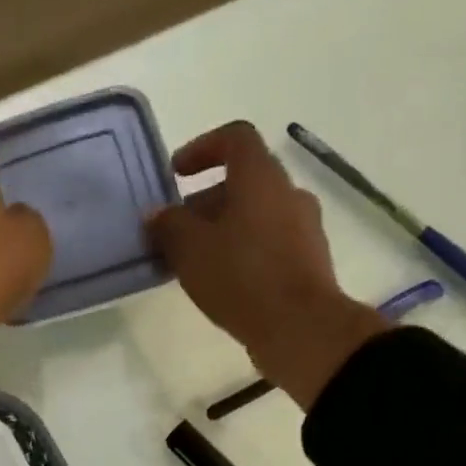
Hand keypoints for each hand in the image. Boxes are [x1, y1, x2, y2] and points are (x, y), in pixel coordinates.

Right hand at [146, 121, 387, 409]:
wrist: (300, 327)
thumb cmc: (241, 277)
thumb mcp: (190, 250)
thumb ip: (169, 225)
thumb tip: (157, 214)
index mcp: (261, 178)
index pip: (235, 138)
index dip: (202, 147)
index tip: (176, 174)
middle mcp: (288, 194)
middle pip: (244, 181)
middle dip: (205, 200)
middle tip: (176, 229)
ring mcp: (304, 228)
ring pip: (257, 214)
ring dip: (224, 228)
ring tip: (194, 260)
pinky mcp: (308, 261)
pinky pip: (269, 242)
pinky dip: (243, 250)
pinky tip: (222, 281)